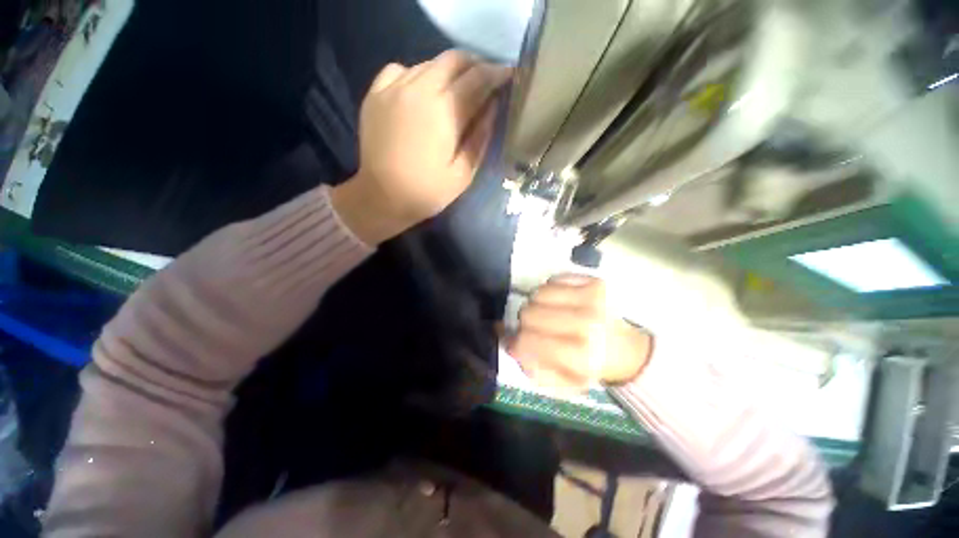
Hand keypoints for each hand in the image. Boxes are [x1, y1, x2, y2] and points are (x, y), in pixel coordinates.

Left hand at [331, 50, 511, 244]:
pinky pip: (401, 70)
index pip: (478, 78)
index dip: (497, 74)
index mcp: (444, 110)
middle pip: (454, 60)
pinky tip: (421, 92)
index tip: (509, 76)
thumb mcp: (464, 173)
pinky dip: (418, 74)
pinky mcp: (375, 94)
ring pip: (429, 63)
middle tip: (486, 80)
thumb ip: (480, 136)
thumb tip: (492, 106)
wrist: (382, 197)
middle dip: (476, 65)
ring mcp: (393, 87)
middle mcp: (419, 88)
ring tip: (458, 89)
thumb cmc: (427, 191)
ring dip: (449, 71)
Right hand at [508, 275, 652, 391]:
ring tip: (547, 314)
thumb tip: (510, 343)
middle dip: (525, 323)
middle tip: (534, 329)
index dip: (515, 341)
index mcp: (580, 355)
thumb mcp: (562, 383)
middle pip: (528, 313)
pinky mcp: (595, 281)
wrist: (626, 350)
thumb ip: (532, 368)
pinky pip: (553, 279)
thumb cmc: (591, 367)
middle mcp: (586, 324)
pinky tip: (559, 301)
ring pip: (538, 293)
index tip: (516, 342)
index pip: (527, 340)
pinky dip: (550, 290)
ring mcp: (592, 298)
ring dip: (536, 304)